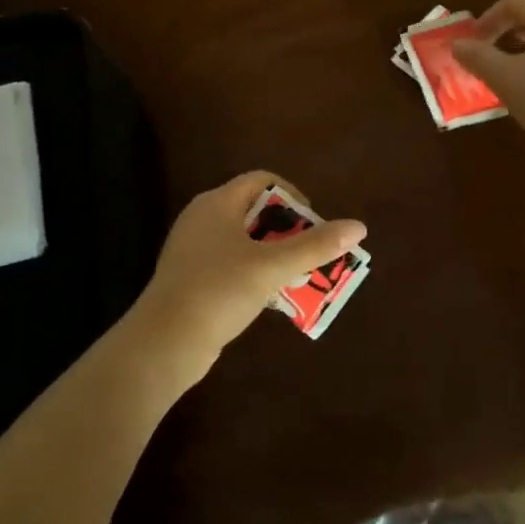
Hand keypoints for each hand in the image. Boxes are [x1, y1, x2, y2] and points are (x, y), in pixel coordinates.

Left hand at [128, 172, 366, 389]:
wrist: (165, 342)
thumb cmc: (219, 291)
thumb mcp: (272, 267)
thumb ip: (316, 246)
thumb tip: (359, 226)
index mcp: (217, 203)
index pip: (262, 181)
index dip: (293, 196)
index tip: (313, 224)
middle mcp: (203, 219)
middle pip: (255, 211)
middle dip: (288, 231)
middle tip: (312, 253)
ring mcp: (194, 250)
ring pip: (244, 242)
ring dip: (275, 256)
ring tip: (299, 277)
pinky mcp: (191, 278)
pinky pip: (232, 265)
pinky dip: (254, 274)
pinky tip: (271, 298)